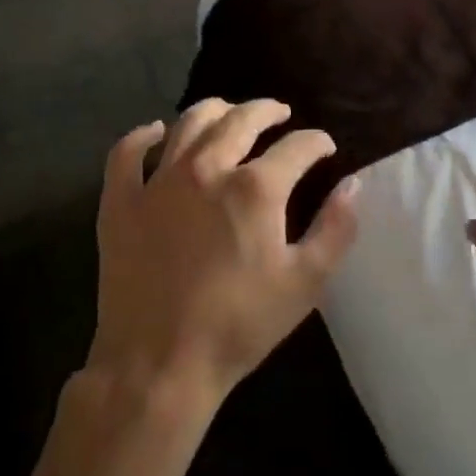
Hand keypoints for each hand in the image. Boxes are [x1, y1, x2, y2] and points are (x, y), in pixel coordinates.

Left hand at [91, 100, 360, 409]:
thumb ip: (336, 229)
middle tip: (279, 113)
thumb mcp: (305, 283)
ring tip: (229, 113)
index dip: (317, 142)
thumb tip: (353, 184)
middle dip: (267, 110)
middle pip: (240, 120)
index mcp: (255, 188)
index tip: (325, 148)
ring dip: (214, 111)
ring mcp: (158, 182)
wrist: (158, 365)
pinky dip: (142, 136)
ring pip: (188, 123)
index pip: (297, 146)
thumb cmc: (239, 325)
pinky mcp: (121, 202)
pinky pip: (127, 153)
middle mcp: (206, 169)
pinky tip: (155, 133)